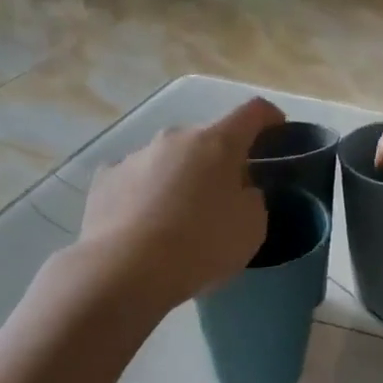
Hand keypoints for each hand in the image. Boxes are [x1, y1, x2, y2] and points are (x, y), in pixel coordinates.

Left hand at [79, 98, 283, 305]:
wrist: (126, 270)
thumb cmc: (201, 245)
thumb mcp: (251, 228)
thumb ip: (252, 199)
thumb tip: (239, 191)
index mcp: (217, 143)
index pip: (252, 112)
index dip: (270, 118)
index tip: (277, 131)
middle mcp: (174, 138)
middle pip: (206, 139)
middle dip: (219, 161)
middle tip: (224, 197)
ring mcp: (135, 156)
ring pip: (168, 160)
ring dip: (179, 179)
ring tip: (178, 220)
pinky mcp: (105, 179)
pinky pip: (135, 181)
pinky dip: (144, 195)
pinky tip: (143, 226)